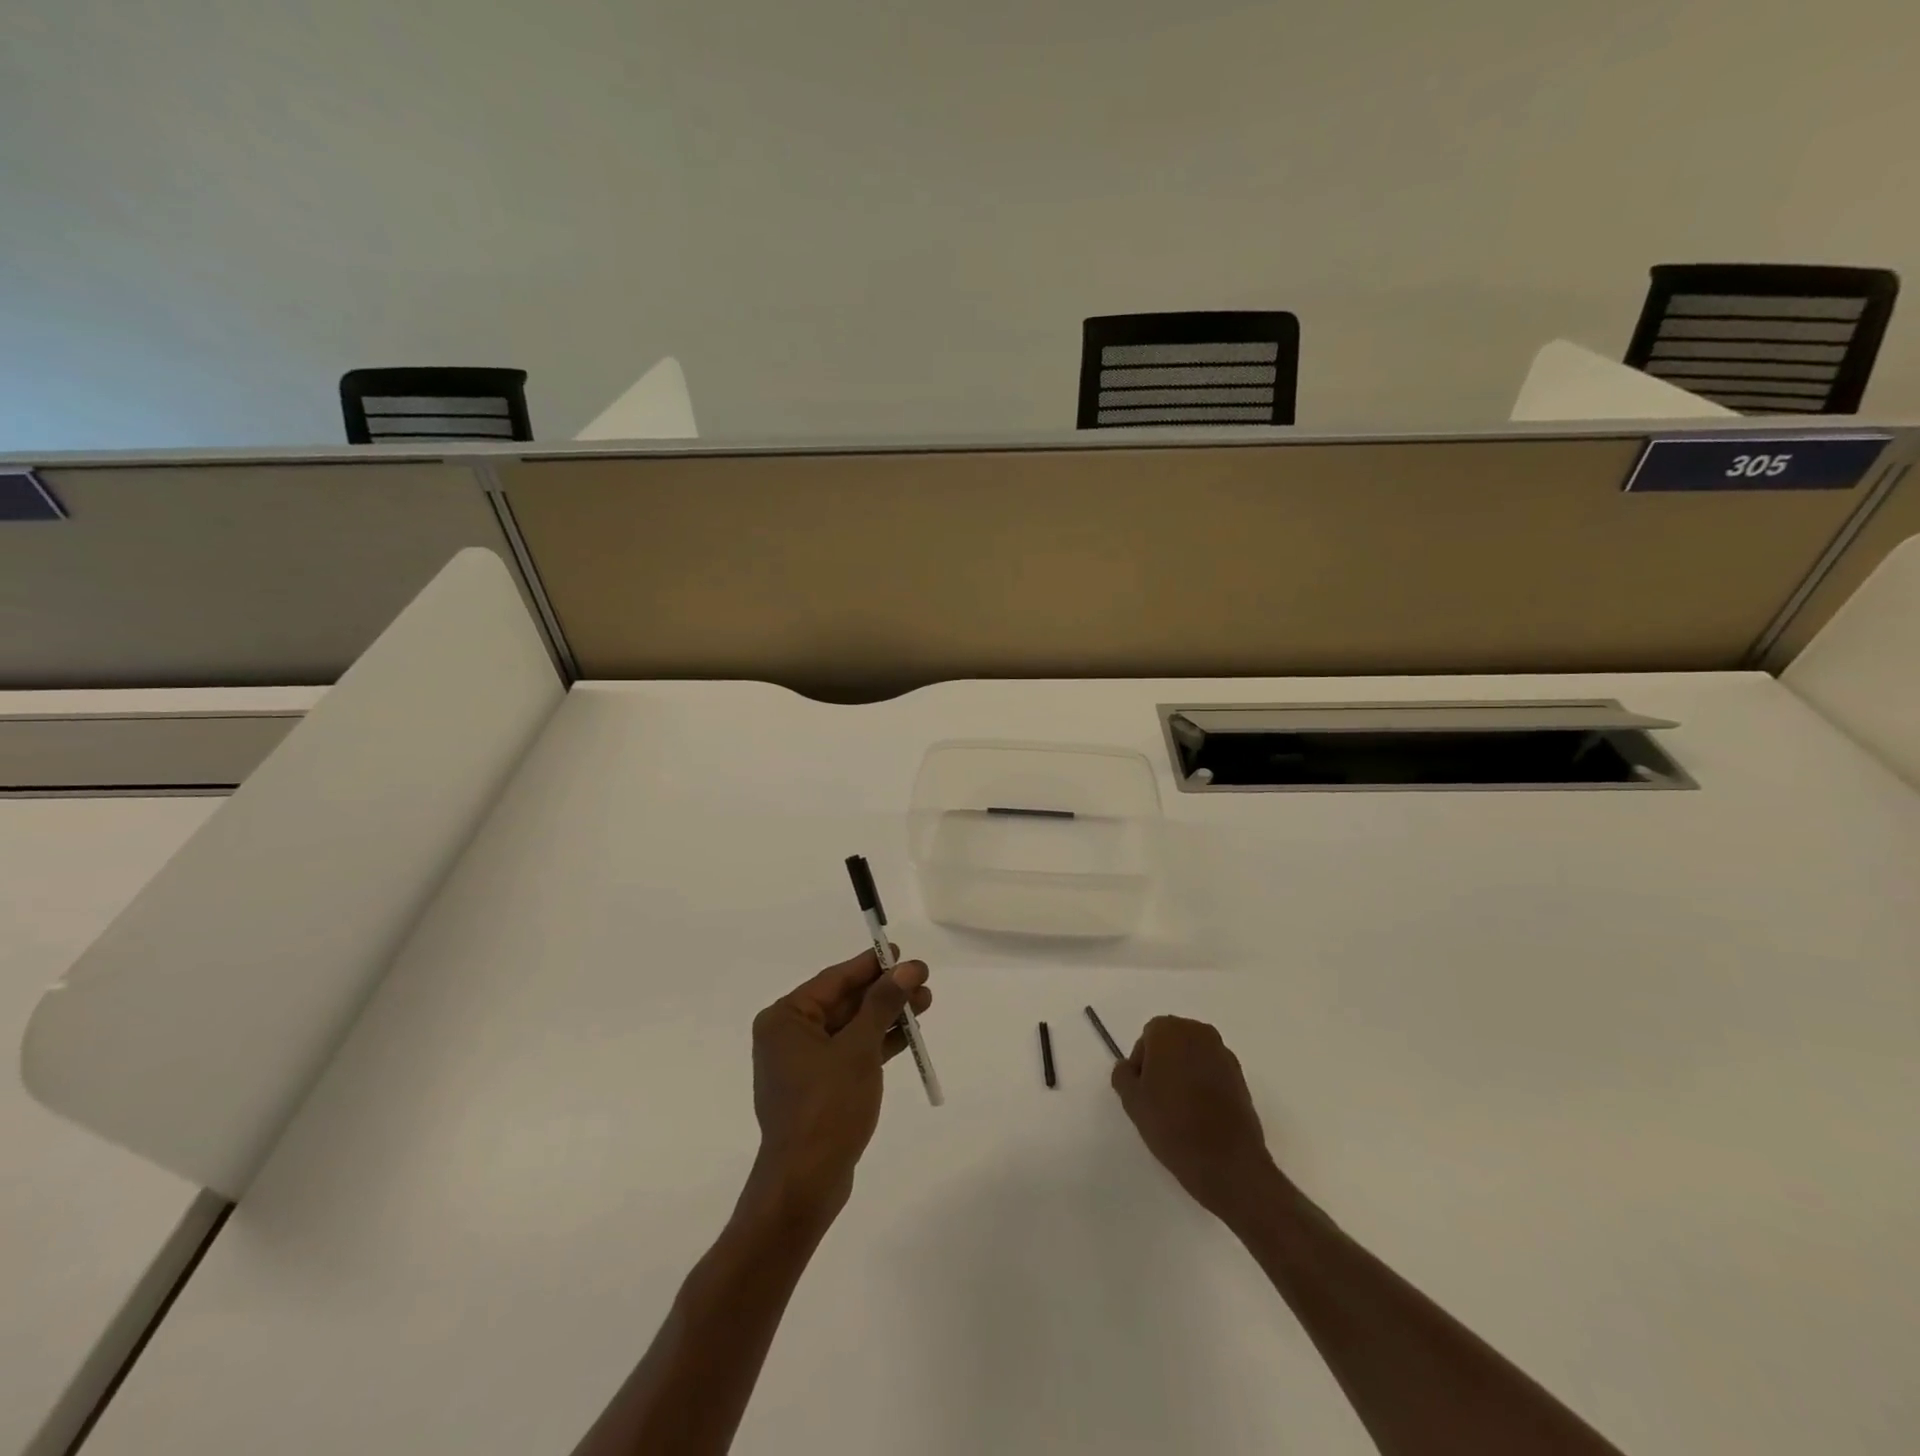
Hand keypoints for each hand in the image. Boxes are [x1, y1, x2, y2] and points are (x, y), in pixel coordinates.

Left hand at [746, 947, 931, 1223]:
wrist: (805, 1184)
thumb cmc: (826, 1107)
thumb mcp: (858, 1048)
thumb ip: (882, 1004)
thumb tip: (907, 968)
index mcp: (785, 1019)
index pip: (834, 980)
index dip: (871, 965)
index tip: (901, 952)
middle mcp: (789, 1036)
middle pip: (845, 1003)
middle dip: (885, 992)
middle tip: (923, 980)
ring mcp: (803, 1064)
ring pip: (852, 1028)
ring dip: (887, 1016)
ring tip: (925, 1002)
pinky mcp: (819, 1089)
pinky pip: (851, 1053)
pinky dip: (878, 1043)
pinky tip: (908, 1035)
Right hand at [1112, 1015, 1275, 1223]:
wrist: (1227, 1162)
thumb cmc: (1172, 1124)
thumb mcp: (1132, 1101)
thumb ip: (1123, 1075)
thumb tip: (1129, 1067)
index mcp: (1169, 1031)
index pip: (1147, 1038)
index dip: (1141, 1064)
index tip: (1142, 1092)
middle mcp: (1198, 1032)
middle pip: (1172, 1042)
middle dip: (1163, 1064)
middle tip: (1157, 1099)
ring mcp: (1224, 1054)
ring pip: (1193, 1057)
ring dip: (1184, 1074)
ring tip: (1180, 1110)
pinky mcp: (1241, 1077)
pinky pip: (1213, 1072)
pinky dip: (1204, 1085)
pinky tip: (1201, 1115)